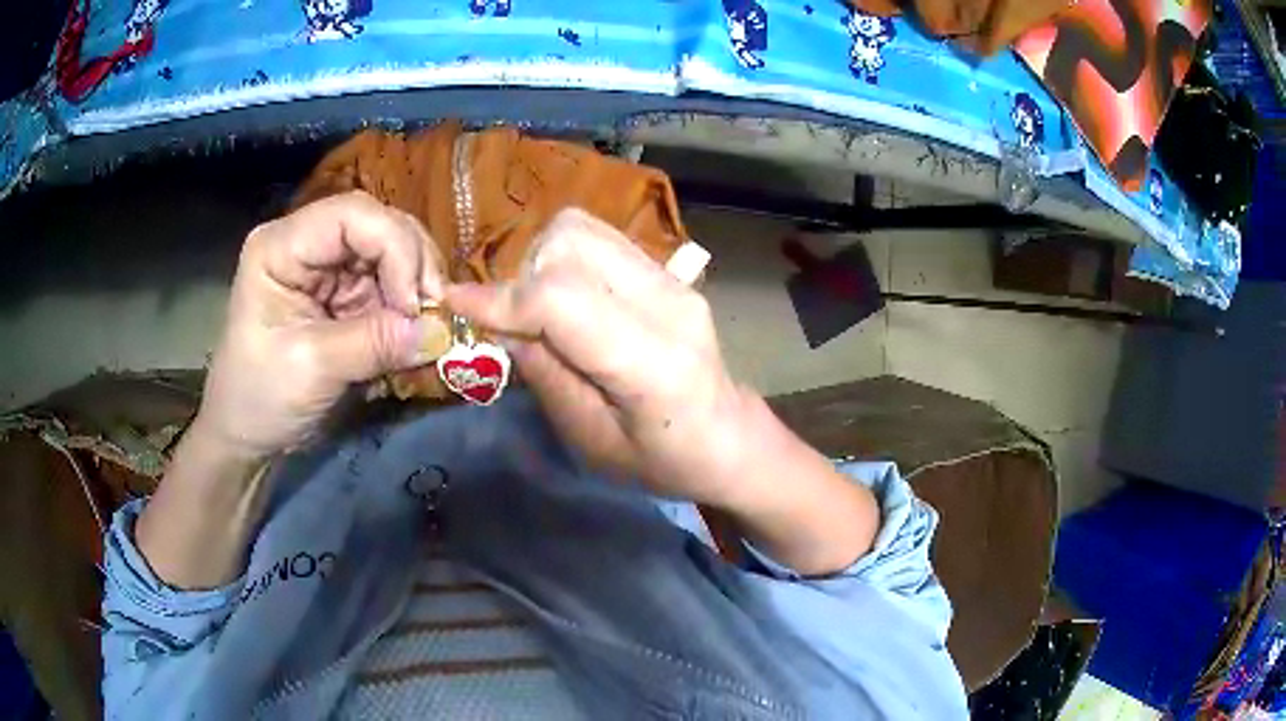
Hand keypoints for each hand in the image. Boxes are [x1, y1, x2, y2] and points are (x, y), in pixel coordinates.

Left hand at [196, 191, 450, 462]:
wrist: (246, 433)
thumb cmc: (260, 398)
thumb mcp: (311, 369)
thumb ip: (373, 343)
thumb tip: (440, 331)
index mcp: (281, 246)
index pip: (352, 215)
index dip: (394, 247)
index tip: (414, 305)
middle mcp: (307, 243)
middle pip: (378, 225)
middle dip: (414, 265)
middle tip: (437, 313)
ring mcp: (327, 267)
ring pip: (392, 251)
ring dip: (418, 286)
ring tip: (430, 325)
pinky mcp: (343, 293)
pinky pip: (390, 284)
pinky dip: (410, 307)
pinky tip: (417, 332)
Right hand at [446, 209, 748, 503]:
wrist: (729, 438)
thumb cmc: (662, 461)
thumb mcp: (592, 442)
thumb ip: (547, 377)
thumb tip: (502, 323)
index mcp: (654, 363)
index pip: (563, 300)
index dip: (501, 299)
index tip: (455, 303)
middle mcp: (668, 302)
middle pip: (570, 242)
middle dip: (524, 275)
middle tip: (517, 323)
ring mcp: (672, 279)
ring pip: (581, 229)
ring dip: (542, 261)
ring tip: (540, 311)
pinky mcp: (668, 271)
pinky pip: (599, 239)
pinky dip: (564, 259)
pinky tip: (566, 299)